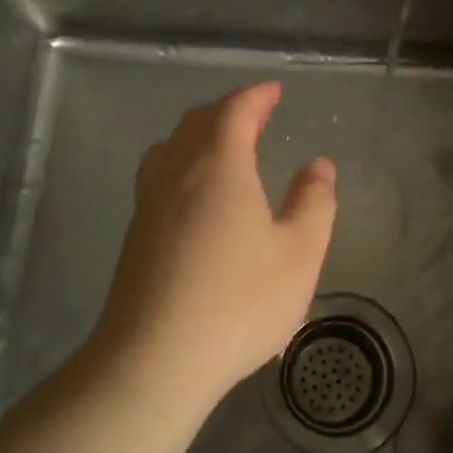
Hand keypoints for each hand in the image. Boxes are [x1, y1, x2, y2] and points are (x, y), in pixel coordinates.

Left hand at [89, 82, 336, 409]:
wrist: (153, 360)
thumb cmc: (238, 302)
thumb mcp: (299, 254)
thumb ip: (314, 203)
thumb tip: (318, 166)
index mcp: (218, 166)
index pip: (235, 110)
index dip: (257, 96)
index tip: (275, 91)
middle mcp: (176, 173)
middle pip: (197, 122)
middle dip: (228, 111)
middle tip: (255, 117)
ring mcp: (148, 204)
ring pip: (170, 148)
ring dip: (199, 136)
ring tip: (224, 149)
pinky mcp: (134, 236)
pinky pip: (159, 177)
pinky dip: (183, 165)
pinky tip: (197, 197)